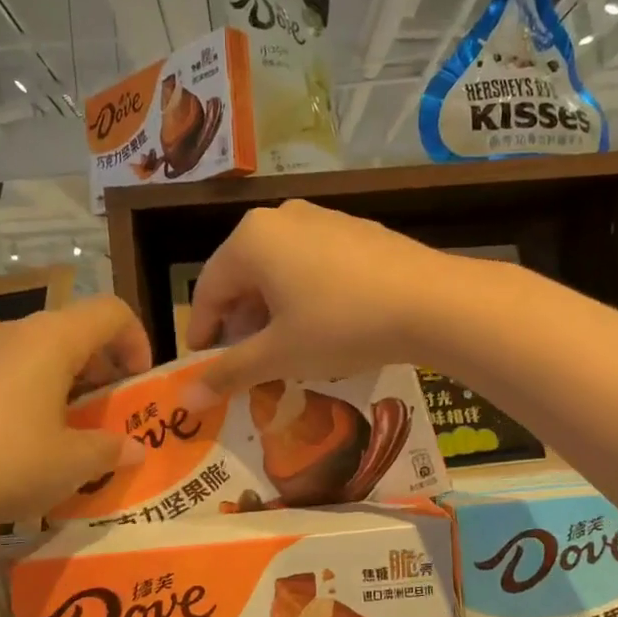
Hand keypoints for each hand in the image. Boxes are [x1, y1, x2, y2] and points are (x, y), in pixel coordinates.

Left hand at [0, 296, 151, 545]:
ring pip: (48, 352)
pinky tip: (36, 441)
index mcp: (54, 338)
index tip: (140, 385)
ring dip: (75, 384)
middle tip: (116, 412)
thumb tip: (133, 448)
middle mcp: (20, 333)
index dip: (138, 341)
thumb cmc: (2, 463)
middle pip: (80, 330)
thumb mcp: (71, 464)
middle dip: (108, 367)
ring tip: (80, 431)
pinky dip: (42, 395)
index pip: (112, 311)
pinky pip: (18, 372)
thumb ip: (111, 450)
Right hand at [184, 200, 462, 392]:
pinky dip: (304, 294)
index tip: (203, 364)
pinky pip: (313, 262)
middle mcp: (281, 218)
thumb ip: (229, 372)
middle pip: (244, 275)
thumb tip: (186, 398)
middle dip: (241, 321)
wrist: (431, 302)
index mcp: (251, 239)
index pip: (209, 289)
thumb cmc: (341, 325)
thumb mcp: (280, 354)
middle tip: (247, 361)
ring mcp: (323, 218)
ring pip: (279, 269)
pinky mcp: (356, 229)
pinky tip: (323, 323)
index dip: (203, 331)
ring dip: (272, 309)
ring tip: (285, 346)